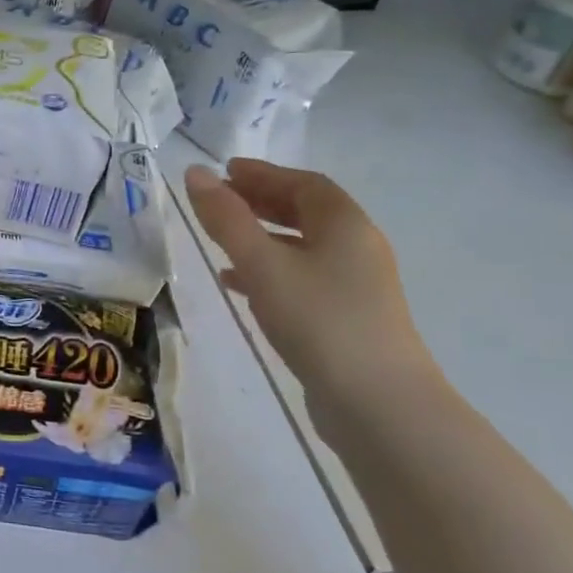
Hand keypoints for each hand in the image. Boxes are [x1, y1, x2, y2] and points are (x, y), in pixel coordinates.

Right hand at [182, 159, 441, 430]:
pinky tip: (239, 284)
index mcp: (345, 225)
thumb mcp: (262, 263)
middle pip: (307, 212)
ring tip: (222, 239)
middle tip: (221, 200)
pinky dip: (270, 270)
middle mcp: (357, 248)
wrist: (376, 402)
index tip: (226, 171)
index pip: (304, 183)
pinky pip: (302, 278)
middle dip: (262, 201)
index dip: (264, 174)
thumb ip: (226, 219)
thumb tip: (195, 174)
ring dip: (264, 236)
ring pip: (303, 247)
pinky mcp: (346, 318)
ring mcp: (355, 286)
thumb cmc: (318, 320)